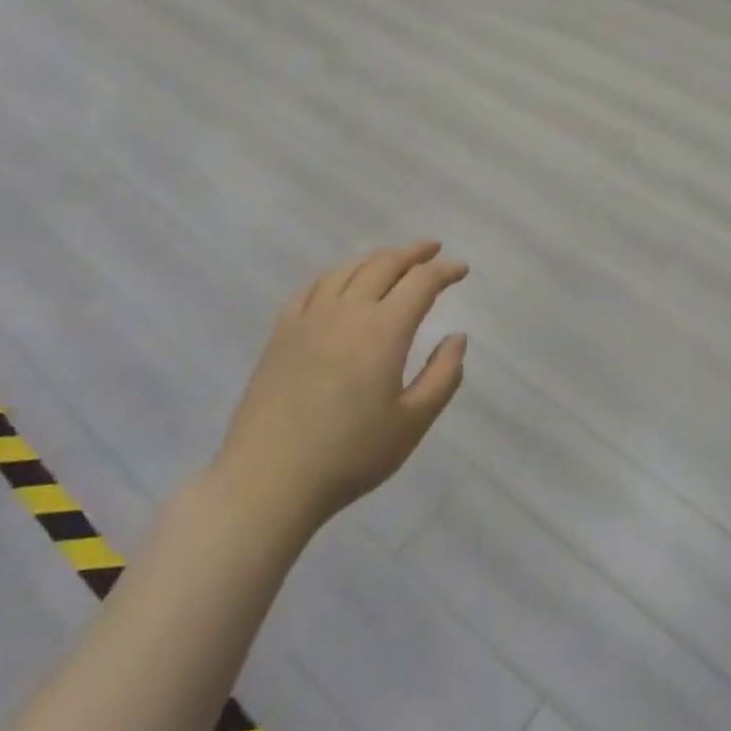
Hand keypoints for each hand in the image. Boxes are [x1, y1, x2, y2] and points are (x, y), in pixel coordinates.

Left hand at [212, 242, 467, 529]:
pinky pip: (313, 287)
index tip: (462, 269)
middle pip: (384, 264)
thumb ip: (443, 376)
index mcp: (384, 330)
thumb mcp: (412, 423)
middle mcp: (347, 311)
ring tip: (393, 262)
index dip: (445, 270)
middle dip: (413, 253)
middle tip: (433, 250)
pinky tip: (341, 284)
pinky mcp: (281, 332)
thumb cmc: (349, 455)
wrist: (268, 480)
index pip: (421, 282)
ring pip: (347, 269)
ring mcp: (309, 318)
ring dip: (376, 258)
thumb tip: (457, 337)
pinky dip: (337, 275)